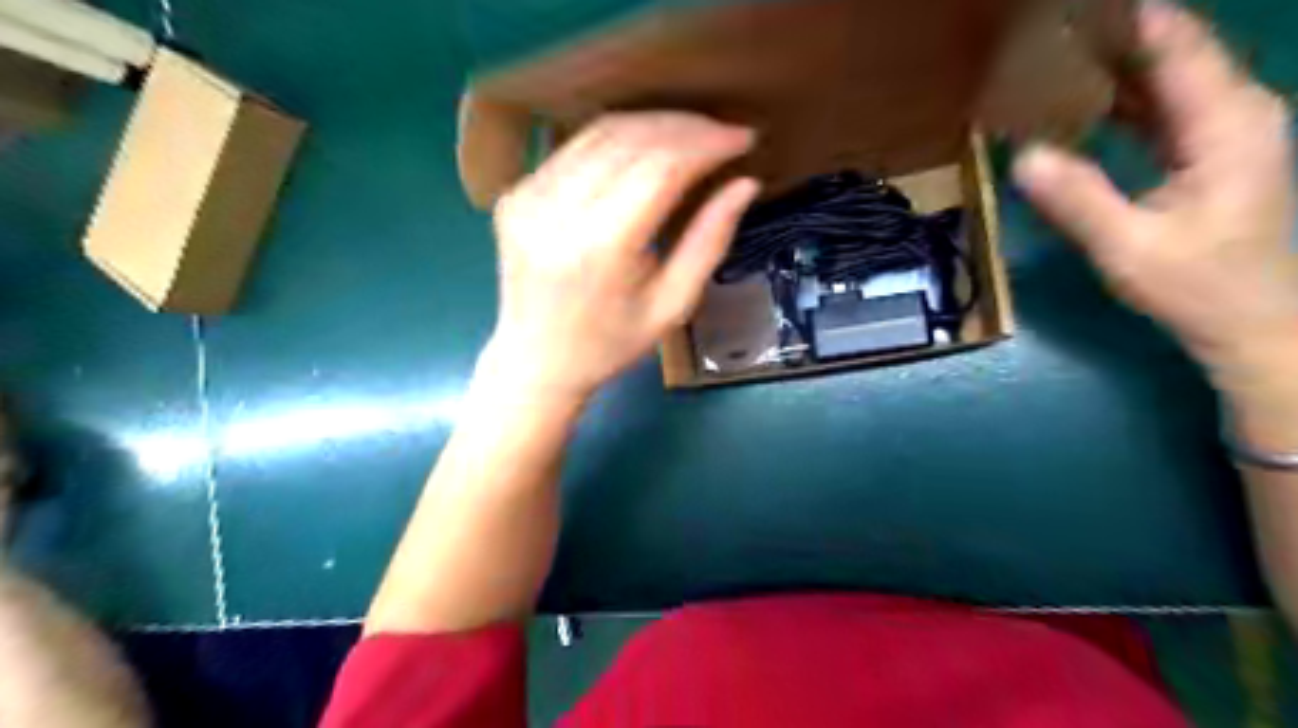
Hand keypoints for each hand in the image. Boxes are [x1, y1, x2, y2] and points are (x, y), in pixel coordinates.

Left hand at [480, 111, 758, 400]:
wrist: (537, 361)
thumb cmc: (612, 344)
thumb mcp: (673, 305)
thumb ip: (709, 241)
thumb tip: (744, 184)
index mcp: (601, 248)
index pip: (661, 168)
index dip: (706, 144)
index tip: (742, 139)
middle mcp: (558, 212)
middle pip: (631, 139)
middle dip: (685, 127)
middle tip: (722, 133)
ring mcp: (528, 198)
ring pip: (600, 133)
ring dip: (652, 124)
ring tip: (691, 134)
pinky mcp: (515, 195)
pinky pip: (573, 148)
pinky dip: (615, 140)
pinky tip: (644, 149)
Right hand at [1014, 4, 1297, 402]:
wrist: (1251, 322)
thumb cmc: (1197, 286)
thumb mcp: (1128, 246)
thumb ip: (1077, 198)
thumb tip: (1022, 155)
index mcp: (1226, 124)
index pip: (1178, 47)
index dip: (1131, 18)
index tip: (1074, 7)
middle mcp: (1235, 113)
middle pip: (1176, 52)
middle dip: (1117, 35)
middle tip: (1054, 29)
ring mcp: (1225, 131)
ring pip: (1169, 78)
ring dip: (1117, 64)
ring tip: (1060, 53)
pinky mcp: (1209, 151)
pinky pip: (1163, 107)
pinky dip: (1124, 98)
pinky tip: (1084, 102)